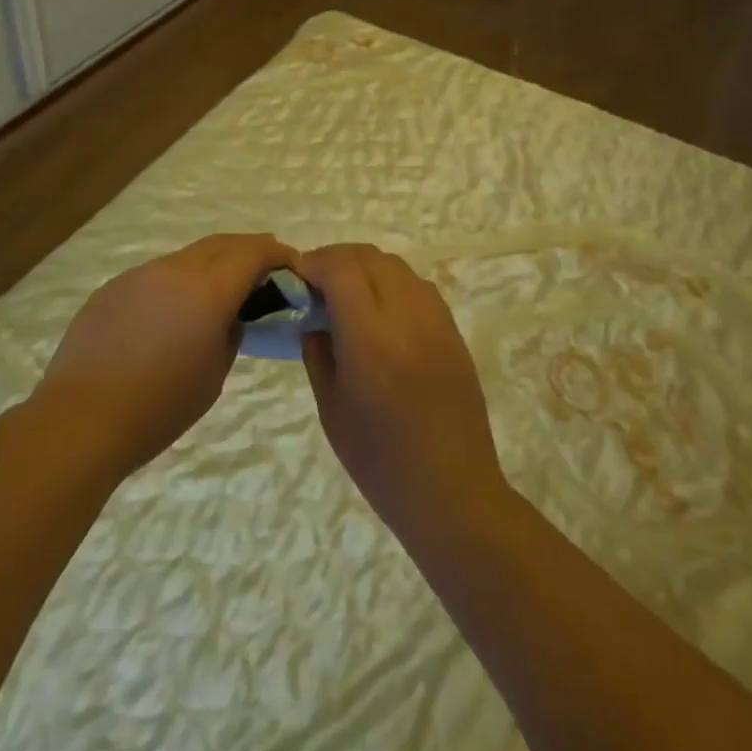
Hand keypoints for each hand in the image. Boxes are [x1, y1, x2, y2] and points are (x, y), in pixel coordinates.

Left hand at [37, 233, 294, 479]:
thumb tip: (230, 316)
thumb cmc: (160, 405)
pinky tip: (170, 314)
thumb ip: (230, 333)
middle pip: (221, 244)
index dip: (277, 253)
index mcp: (208, 289)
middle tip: (264, 269)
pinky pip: (156, 275)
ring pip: (187, 257)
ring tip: (217, 293)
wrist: (81, 418)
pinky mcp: (113, 288)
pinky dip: (176, 283)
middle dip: (248, 250)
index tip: (292, 264)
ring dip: (211, 265)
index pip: (253, 252)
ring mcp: (140, 274)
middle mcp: (175, 269)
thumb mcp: (214, 374)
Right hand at [298, 244, 509, 534]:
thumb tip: (313, 318)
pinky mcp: (453, 330)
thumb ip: (318, 354)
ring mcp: (436, 320)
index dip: (315, 263)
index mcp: (371, 340)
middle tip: (316, 281)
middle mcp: (407, 317)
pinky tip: (379, 309)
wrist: (453, 492)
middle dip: (337, 259)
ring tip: (346, 291)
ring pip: (396, 266)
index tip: (297, 276)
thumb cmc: (382, 462)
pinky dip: (391, 281)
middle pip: (369, 257)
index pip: (342, 270)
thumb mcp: (332, 410)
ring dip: (365, 266)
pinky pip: (417, 285)